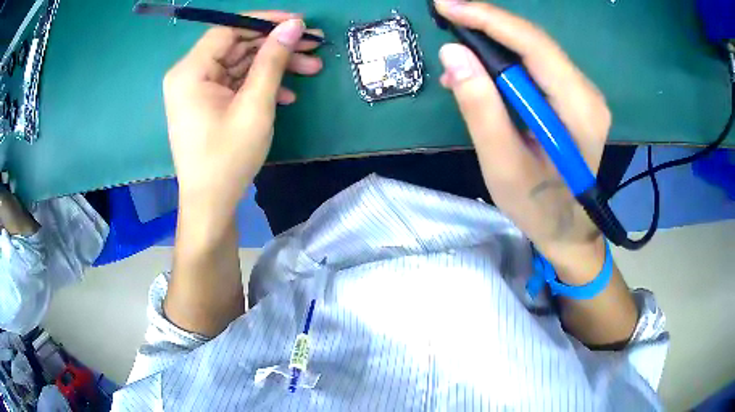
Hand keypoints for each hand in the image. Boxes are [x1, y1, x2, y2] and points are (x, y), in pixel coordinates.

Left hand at [163, 12, 323, 215]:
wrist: (210, 204)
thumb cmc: (228, 158)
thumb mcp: (255, 106)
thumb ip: (273, 60)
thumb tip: (293, 26)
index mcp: (190, 72)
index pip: (228, 28)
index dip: (264, 21)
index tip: (298, 22)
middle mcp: (189, 75)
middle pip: (236, 45)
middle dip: (276, 46)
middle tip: (313, 47)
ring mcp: (197, 89)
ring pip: (240, 63)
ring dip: (274, 66)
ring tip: (311, 69)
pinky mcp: (206, 102)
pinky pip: (235, 82)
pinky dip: (259, 84)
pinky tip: (287, 94)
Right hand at [435, 1, 610, 280]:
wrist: (570, 230)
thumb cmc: (539, 208)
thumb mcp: (503, 166)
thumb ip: (481, 109)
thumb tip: (453, 53)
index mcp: (578, 110)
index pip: (534, 46)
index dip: (488, 18)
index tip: (446, 5)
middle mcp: (587, 93)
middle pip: (535, 42)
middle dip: (487, 26)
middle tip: (446, 19)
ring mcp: (583, 95)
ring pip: (534, 51)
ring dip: (493, 44)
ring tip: (458, 56)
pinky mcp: (574, 99)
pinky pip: (537, 67)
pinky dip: (506, 62)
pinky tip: (482, 72)